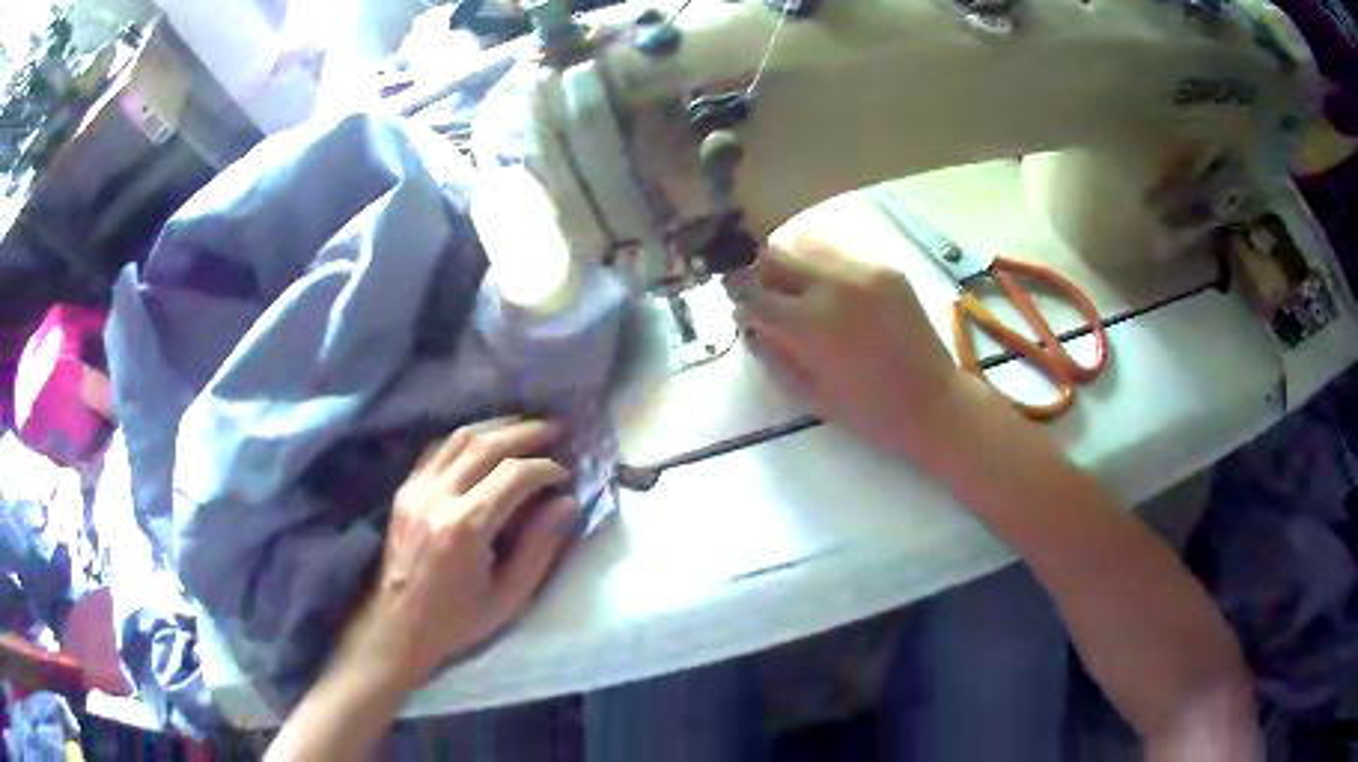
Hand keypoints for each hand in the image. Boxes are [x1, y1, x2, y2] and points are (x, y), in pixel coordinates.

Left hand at [336, 418, 577, 692]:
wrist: (399, 626)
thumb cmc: (459, 620)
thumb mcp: (510, 596)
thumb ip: (540, 547)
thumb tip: (568, 503)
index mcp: (466, 528)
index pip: (514, 475)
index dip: (545, 467)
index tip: (565, 475)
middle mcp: (438, 498)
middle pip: (486, 445)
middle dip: (527, 433)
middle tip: (556, 430)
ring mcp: (416, 490)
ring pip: (459, 438)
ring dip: (497, 426)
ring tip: (526, 427)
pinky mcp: (404, 490)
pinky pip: (437, 449)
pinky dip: (466, 438)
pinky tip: (485, 441)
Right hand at [739, 229, 963, 457]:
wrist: (935, 403)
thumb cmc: (871, 413)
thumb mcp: (811, 393)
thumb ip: (775, 353)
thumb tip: (752, 324)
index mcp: (812, 323)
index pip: (753, 291)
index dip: (739, 298)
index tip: (739, 307)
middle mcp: (835, 284)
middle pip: (776, 254)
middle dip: (760, 272)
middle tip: (763, 295)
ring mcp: (864, 271)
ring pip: (807, 245)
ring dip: (792, 264)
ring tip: (797, 291)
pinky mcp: (886, 269)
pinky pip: (840, 255)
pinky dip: (824, 268)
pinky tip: (832, 294)